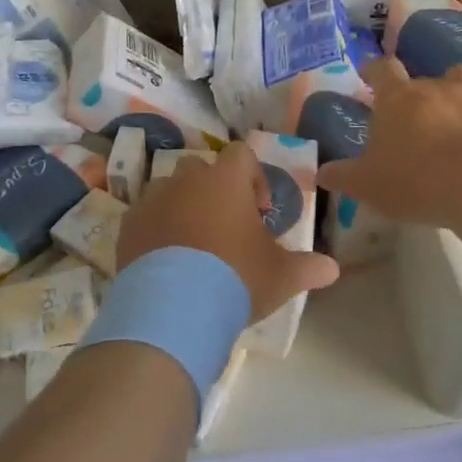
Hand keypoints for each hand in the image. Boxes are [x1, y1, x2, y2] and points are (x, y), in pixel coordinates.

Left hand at [118, 141, 339, 322]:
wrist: (174, 307)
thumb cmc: (236, 279)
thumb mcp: (281, 276)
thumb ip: (308, 267)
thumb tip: (332, 269)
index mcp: (225, 180)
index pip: (241, 154)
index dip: (253, 177)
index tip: (258, 211)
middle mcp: (186, 180)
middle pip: (201, 169)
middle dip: (214, 191)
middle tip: (226, 227)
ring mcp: (152, 200)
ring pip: (169, 190)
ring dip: (182, 207)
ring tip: (193, 245)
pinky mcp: (128, 225)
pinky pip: (145, 216)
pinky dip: (156, 229)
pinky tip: (166, 261)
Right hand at [315, 59, 461, 227]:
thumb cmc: (413, 181)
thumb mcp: (366, 185)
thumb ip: (342, 176)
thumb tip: (320, 173)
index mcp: (396, 99)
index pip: (381, 70)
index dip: (374, 69)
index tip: (369, 72)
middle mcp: (433, 88)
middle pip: (422, 76)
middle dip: (416, 90)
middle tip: (412, 110)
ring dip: (457, 83)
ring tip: (455, 99)